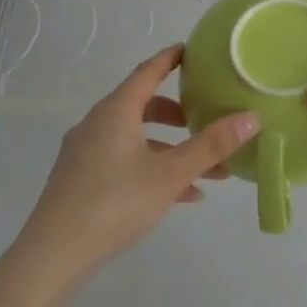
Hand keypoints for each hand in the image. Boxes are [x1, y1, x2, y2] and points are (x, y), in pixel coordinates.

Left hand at [16, 46, 256, 285]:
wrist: (54, 254)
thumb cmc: (115, 203)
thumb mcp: (171, 174)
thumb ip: (211, 146)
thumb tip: (252, 117)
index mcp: (116, 111)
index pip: (148, 71)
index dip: (172, 59)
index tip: (193, 51)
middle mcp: (97, 123)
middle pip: (142, 105)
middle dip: (177, 113)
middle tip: (205, 119)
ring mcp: (85, 152)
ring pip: (136, 138)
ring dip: (170, 148)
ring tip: (206, 171)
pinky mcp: (80, 179)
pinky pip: (123, 161)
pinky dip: (152, 168)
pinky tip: (181, 197)